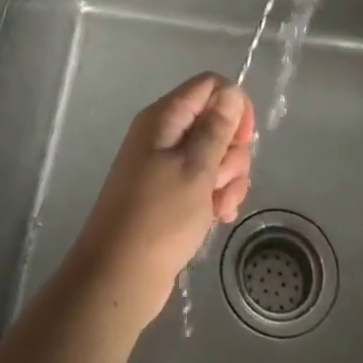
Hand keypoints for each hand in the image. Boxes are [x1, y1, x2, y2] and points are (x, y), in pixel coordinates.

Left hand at [66, 74, 254, 329]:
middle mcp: (164, 134)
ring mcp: (167, 165)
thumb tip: (232, 92)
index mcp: (164, 118)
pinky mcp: (171, 193)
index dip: (234, 106)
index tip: (245, 139)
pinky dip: (217, 197)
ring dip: (228, 180)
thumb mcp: (196, 169)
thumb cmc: (159, 217)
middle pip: (216, 122)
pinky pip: (205, 182)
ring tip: (219, 207)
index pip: (210, 86)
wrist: (118, 277)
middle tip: (221, 180)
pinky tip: (218, 218)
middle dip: (232, 152)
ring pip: (216, 155)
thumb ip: (217, 128)